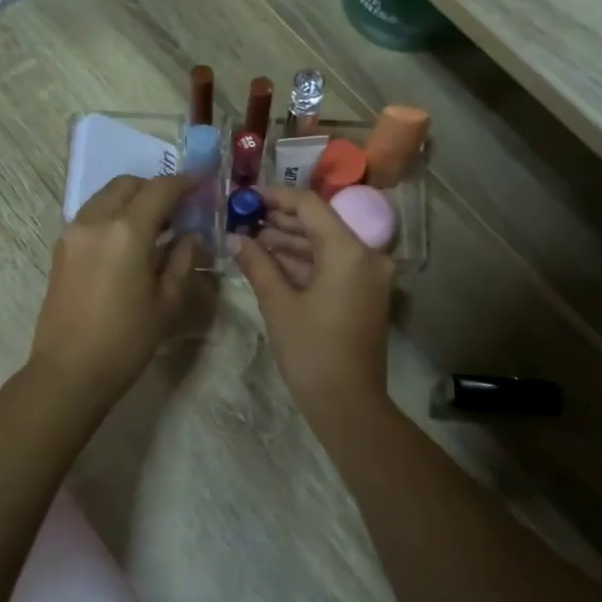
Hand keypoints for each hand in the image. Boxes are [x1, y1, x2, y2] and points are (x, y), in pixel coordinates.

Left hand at [32, 175, 196, 397]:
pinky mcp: (61, 248)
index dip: (185, 182)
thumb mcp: (167, 302)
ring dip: (132, 199)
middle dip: (155, 188)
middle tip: (179, 207)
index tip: (203, 183)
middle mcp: (96, 220)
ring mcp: (74, 232)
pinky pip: (91, 215)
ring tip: (155, 225)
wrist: (69, 371)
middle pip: (128, 185)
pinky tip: (129, 241)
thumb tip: (189, 236)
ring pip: (106, 197)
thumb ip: (182, 260)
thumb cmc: (127, 340)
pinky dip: (113, 214)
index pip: (161, 190)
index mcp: (128, 231)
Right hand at [230, 186, 392, 416]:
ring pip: (324, 245)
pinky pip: (332, 265)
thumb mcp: (279, 304)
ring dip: (289, 242)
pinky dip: (304, 262)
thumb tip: (233, 238)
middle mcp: (366, 255)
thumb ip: (257, 264)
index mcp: (349, 251)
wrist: (348, 405)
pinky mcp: (364, 293)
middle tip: (242, 219)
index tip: (246, 197)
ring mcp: (368, 276)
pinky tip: (271, 261)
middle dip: (279, 220)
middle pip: (319, 223)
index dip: (276, 197)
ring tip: (249, 239)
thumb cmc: (311, 352)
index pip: (310, 205)